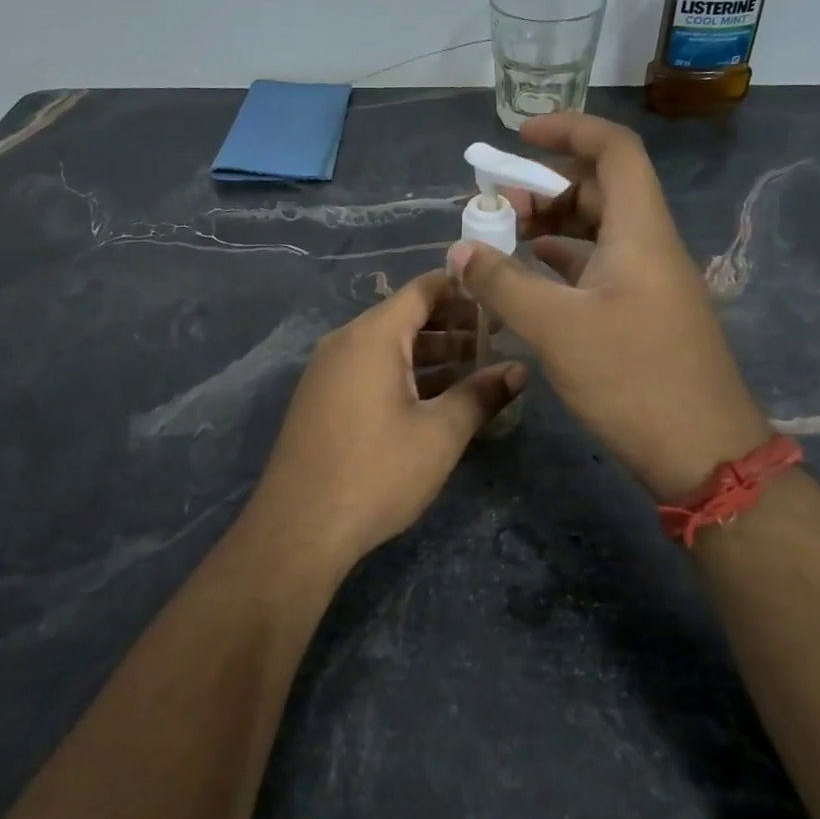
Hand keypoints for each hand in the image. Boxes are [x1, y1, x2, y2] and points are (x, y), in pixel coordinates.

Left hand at [241, 270, 524, 566]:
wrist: (300, 528)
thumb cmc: (376, 472)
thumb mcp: (439, 434)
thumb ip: (481, 395)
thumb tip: (519, 370)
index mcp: (372, 336)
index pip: (423, 290)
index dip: (464, 289)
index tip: (500, 300)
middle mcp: (345, 342)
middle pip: (405, 317)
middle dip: (453, 325)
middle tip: (498, 339)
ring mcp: (328, 371)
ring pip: (388, 346)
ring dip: (431, 353)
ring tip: (477, 368)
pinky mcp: (322, 399)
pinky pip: (370, 369)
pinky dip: (405, 373)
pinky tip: (436, 397)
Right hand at [450, 112, 769, 502]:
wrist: (702, 453)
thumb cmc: (632, 378)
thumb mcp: (557, 327)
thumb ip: (503, 283)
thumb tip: (459, 251)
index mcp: (640, 231)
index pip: (614, 150)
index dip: (569, 130)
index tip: (520, 136)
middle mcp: (649, 246)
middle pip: (601, 189)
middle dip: (547, 185)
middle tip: (497, 204)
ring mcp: (649, 282)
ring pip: (598, 231)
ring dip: (552, 225)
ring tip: (503, 238)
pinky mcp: (643, 314)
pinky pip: (598, 268)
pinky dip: (562, 263)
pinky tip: (530, 278)